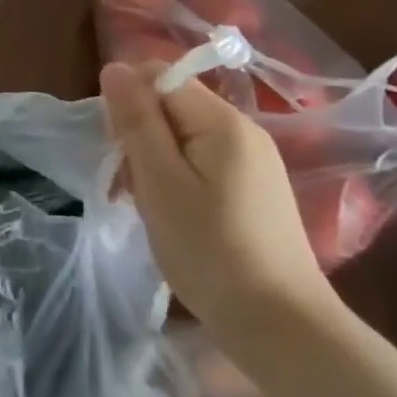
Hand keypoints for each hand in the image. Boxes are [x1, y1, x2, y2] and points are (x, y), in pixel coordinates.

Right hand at [100, 58, 339, 344]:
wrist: (281, 329)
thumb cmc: (210, 251)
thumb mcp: (160, 181)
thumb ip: (137, 120)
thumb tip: (115, 67)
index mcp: (223, 122)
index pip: (160, 78)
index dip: (128, 103)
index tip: (118, 148)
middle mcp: (244, 131)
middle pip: (171, 105)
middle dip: (139, 134)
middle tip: (129, 184)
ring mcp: (253, 162)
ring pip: (182, 136)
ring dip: (153, 161)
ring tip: (146, 205)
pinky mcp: (254, 190)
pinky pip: (201, 162)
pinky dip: (176, 179)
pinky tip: (172, 215)